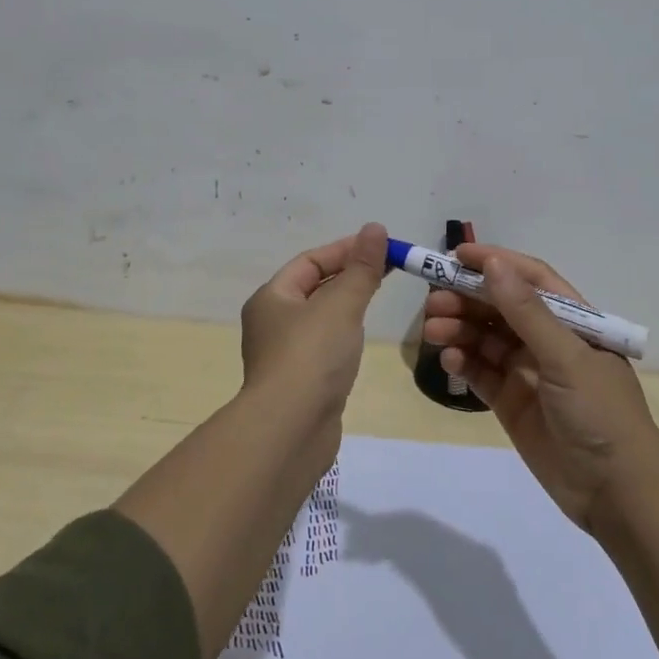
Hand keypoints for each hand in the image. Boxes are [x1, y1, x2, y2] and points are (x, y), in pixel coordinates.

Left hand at [240, 222, 388, 412]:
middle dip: (348, 275)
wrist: (290, 430)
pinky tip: (360, 340)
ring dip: (346, 305)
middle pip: (313, 288)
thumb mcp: (341, 304)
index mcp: (271, 298)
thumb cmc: (312, 356)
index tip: (380, 246)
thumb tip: (375, 228)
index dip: (345, 249)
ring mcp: (284, 355)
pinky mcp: (300, 382)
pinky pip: (324, 347)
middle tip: (387, 269)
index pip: (310, 262)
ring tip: (377, 298)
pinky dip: (343, 336)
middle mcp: (272, 323)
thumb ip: (362, 268)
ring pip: (320, 318)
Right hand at [422, 244, 658, 533]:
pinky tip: (449, 361)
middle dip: (467, 298)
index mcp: (572, 320)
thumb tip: (493, 264)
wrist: (616, 493)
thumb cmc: (600, 413)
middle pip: (500, 307)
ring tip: (433, 331)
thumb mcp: (566, 357)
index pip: (529, 278)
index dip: (495, 263)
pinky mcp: (511, 401)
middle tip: (434, 301)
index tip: (456, 256)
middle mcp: (547, 340)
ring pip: (485, 338)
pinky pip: (480, 372)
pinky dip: (463, 362)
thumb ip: (527, 312)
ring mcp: (527, 371)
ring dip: (459, 329)